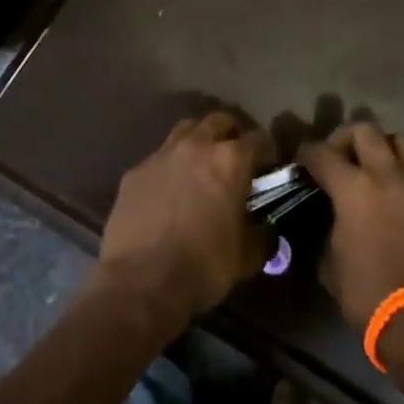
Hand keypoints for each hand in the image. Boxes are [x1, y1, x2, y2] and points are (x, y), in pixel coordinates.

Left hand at [97, 112, 270, 328]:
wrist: (140, 283)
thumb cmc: (203, 267)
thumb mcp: (246, 257)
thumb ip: (261, 234)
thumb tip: (264, 228)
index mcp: (230, 161)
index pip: (258, 139)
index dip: (267, 152)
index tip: (269, 167)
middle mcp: (197, 146)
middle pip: (219, 121)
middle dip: (231, 134)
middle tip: (235, 158)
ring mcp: (162, 155)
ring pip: (186, 129)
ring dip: (199, 140)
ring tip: (202, 163)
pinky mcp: (135, 172)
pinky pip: (159, 157)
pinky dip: (170, 165)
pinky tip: (170, 188)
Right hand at [298, 121, 403, 330]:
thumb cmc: (368, 295)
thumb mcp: (330, 263)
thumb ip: (328, 227)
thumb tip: (329, 217)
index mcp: (354, 188)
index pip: (321, 152)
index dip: (305, 152)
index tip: (300, 160)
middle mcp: (387, 175)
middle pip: (364, 129)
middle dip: (344, 138)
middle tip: (336, 160)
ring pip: (399, 140)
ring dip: (380, 147)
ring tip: (370, 170)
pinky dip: (400, 174)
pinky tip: (392, 199)